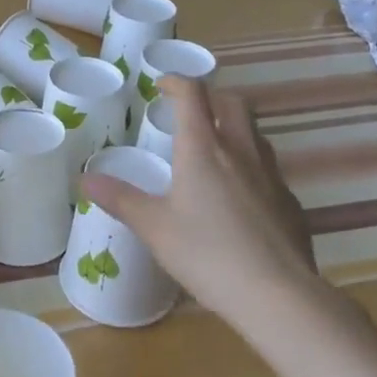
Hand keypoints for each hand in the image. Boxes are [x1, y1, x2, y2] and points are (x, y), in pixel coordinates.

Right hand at [81, 75, 323, 326]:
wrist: (278, 295)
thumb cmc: (207, 254)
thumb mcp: (154, 228)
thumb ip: (120, 199)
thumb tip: (85, 178)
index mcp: (202, 149)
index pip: (192, 95)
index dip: (176, 82)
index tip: (161, 86)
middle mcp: (240, 150)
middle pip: (232, 103)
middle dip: (210, 97)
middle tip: (190, 112)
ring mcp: (271, 175)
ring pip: (255, 133)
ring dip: (234, 128)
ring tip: (214, 149)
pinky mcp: (290, 201)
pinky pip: (270, 169)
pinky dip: (252, 166)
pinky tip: (241, 197)